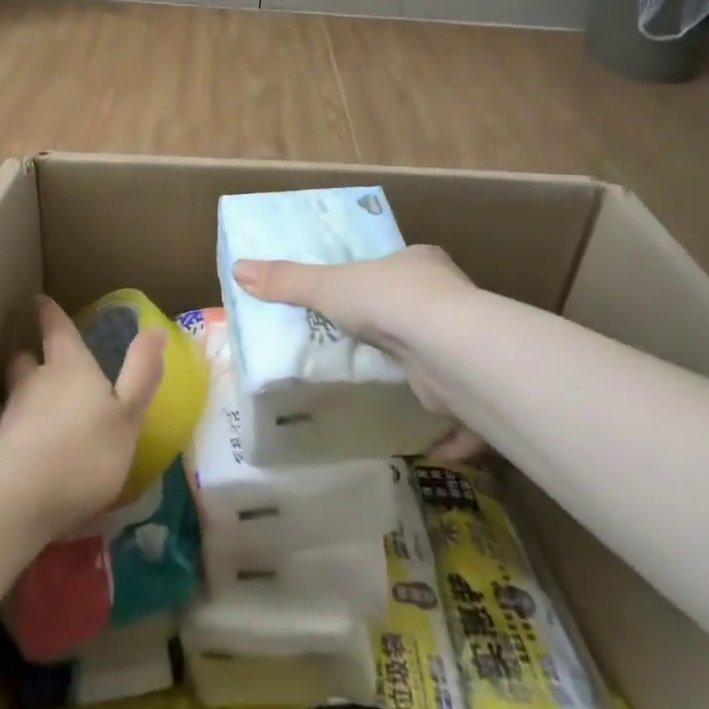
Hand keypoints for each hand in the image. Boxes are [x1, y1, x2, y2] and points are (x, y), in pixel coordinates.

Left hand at [0, 296, 166, 536]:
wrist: (19, 500)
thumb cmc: (85, 452)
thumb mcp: (128, 416)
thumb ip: (142, 374)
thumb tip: (156, 330)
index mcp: (70, 368)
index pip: (57, 330)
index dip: (49, 314)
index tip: (38, 299)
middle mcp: (35, 384)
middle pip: (25, 359)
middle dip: (29, 356)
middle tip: (35, 358)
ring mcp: (9, 418)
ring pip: (9, 395)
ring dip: (16, 395)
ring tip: (24, 405)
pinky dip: (6, 434)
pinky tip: (13, 448)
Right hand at [232, 245, 483, 459]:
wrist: (447, 348)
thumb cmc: (389, 300)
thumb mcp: (328, 286)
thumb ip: (287, 281)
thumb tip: (239, 269)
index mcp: (421, 264)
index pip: (402, 265)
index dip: (385, 277)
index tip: (366, 292)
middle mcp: (449, 298)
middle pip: (422, 308)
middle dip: (400, 324)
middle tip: (368, 341)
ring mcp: (464, 344)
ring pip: (440, 355)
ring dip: (420, 371)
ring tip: (388, 385)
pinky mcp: (470, 389)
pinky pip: (457, 409)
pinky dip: (447, 431)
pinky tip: (429, 444)